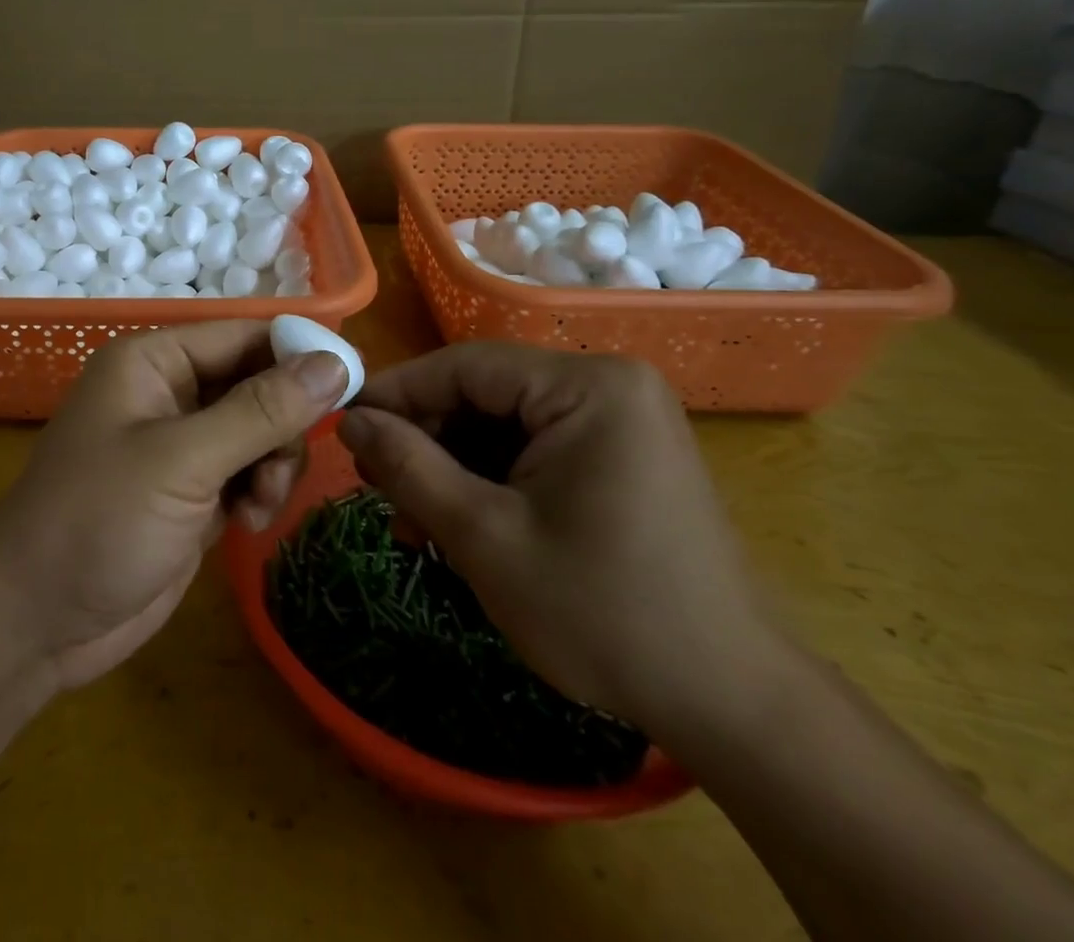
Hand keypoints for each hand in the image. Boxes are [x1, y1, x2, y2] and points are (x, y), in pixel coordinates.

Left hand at [0, 322, 347, 690]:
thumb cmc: (98, 521)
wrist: (37, 622)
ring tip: (258, 504)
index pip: (244, 334)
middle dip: (281, 425)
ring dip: (273, 464)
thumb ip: (259, 411)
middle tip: (281, 466)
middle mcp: (169, 391)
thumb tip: (333, 363)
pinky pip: (248, 471)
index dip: (297, 353)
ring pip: (260, 431)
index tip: (351, 383)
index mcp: (153, 360)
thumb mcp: (182, 460)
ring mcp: (181, 444)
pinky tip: (248, 522)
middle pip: (257, 383)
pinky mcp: (191, 491)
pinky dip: (259, 491)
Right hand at [337, 344, 785, 734]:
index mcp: (588, 387)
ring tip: (410, 524)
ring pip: (502, 426)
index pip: (465, 366)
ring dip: (450, 469)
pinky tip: (455, 526)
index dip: (396, 394)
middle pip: (483, 395)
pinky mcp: (620, 459)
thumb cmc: (603, 614)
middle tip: (373, 487)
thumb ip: (408, 466)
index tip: (342, 426)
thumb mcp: (484, 536)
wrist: (732, 707)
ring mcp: (620, 423)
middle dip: (424, 442)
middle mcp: (608, 387)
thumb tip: (348, 419)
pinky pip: (532, 451)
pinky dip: (488, 483)